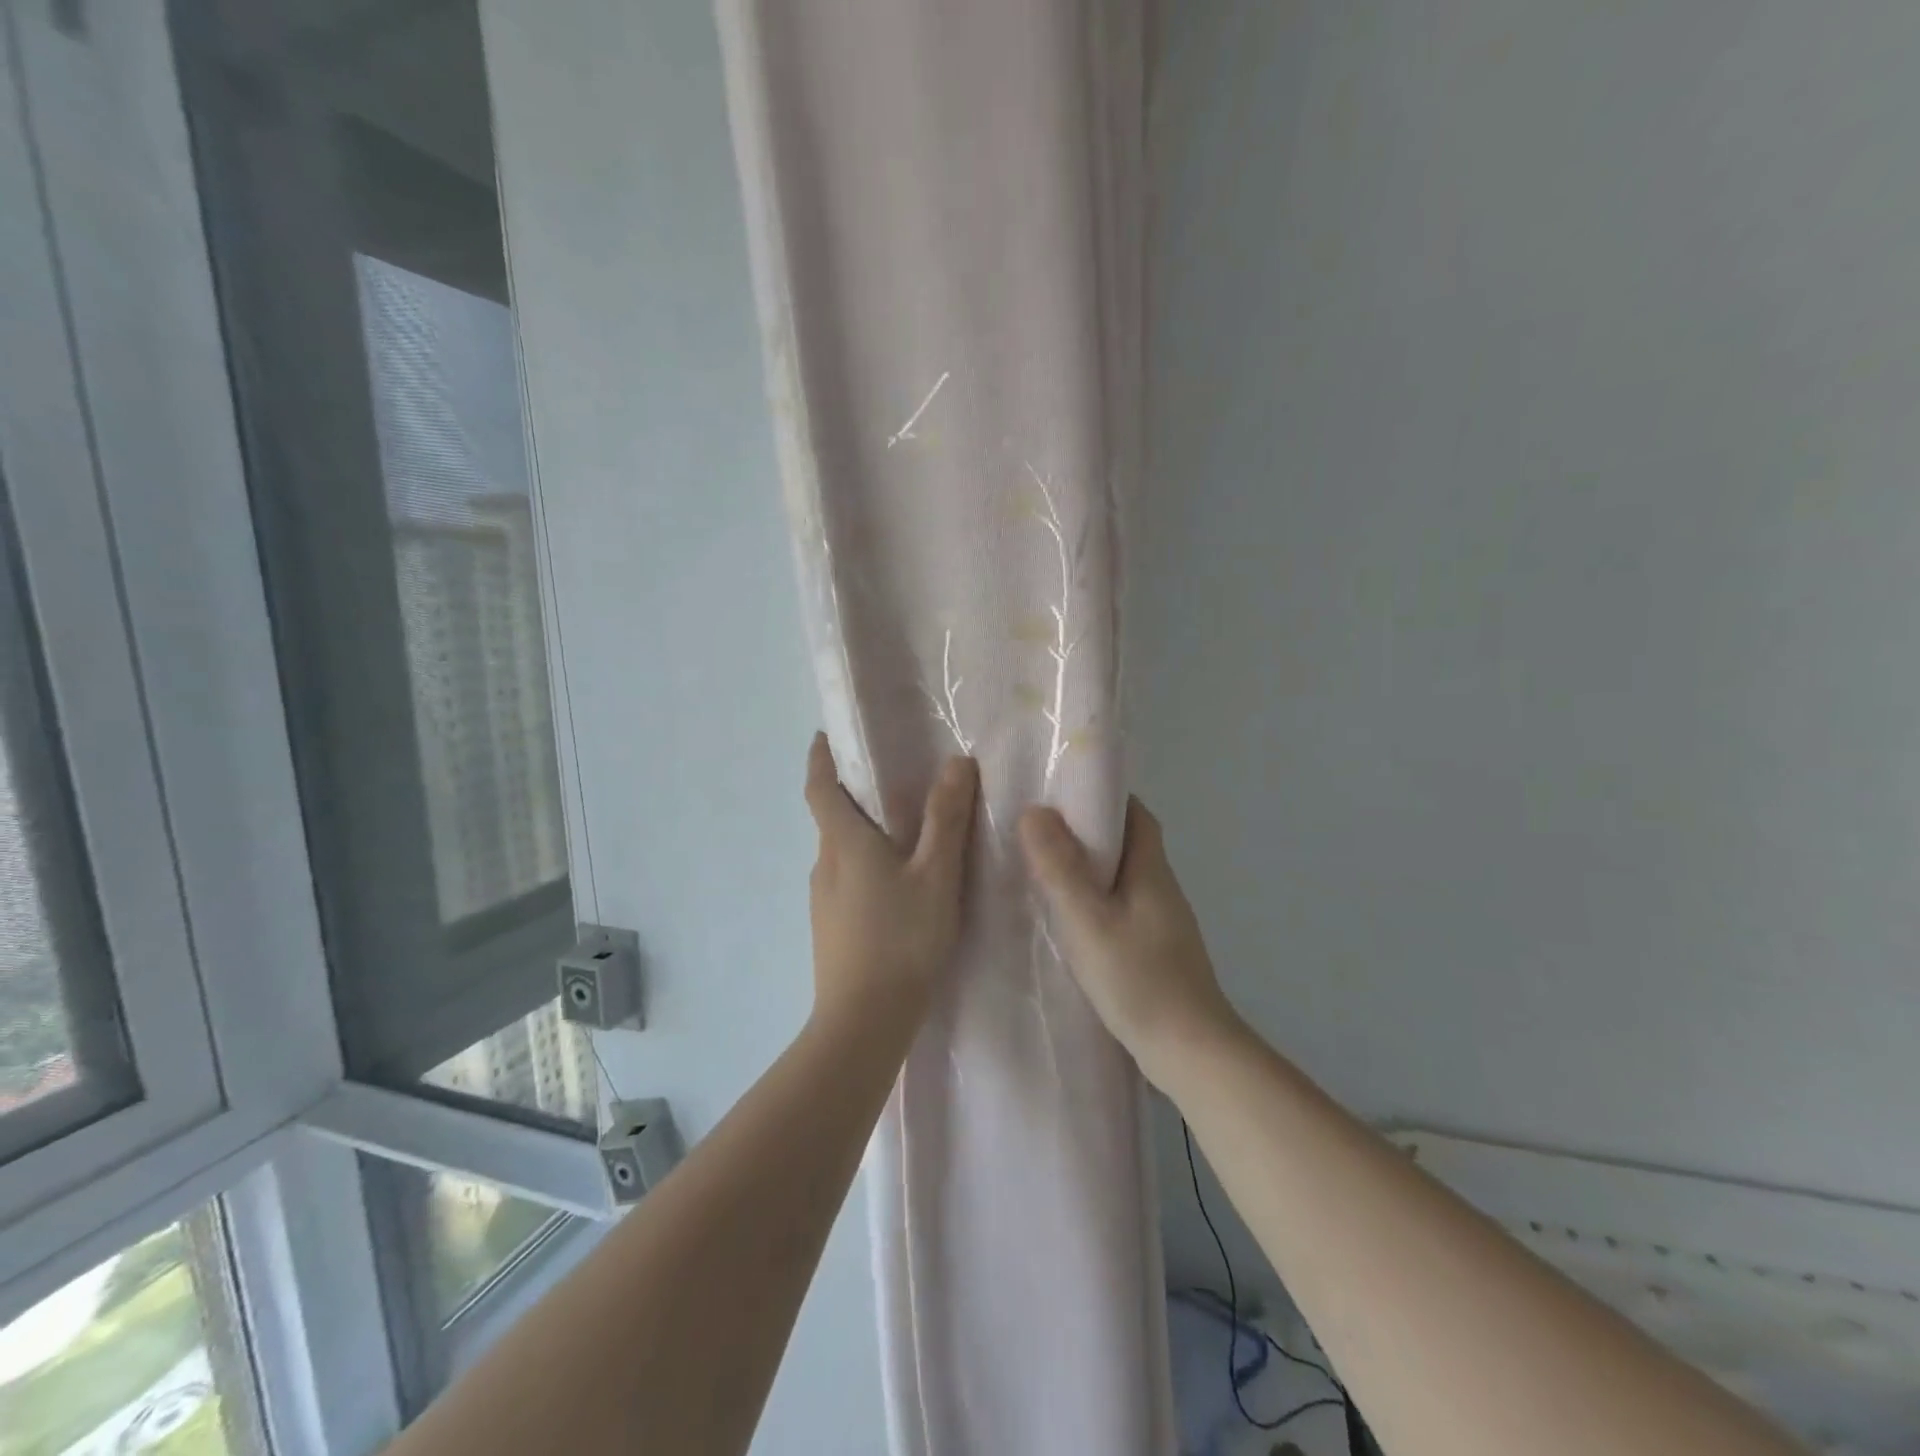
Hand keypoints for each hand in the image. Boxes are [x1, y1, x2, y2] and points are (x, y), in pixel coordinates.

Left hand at [804, 733, 977, 1028]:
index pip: (820, 788)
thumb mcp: (936, 875)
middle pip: (830, 819)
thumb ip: (946, 819)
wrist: (863, 1021)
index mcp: (844, 843)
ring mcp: (822, 900)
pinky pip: (844, 881)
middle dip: (851, 796)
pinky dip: (863, 866)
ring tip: (902, 835)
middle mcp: (824, 865)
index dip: (819, 759)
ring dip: (861, 834)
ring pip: (839, 853)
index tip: (823, 737)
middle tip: (889, 782)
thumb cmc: (902, 939)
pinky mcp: (828, 928)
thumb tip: (956, 762)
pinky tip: (895, 887)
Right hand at [1018, 798, 1238, 1085]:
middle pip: (1127, 843)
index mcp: (1151, 870)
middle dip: (1088, 831)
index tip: (1063, 792)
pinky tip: (1067, 921)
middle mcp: (1161, 888)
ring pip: (1122, 879)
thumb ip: (1060, 868)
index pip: (1135, 813)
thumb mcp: (1088, 920)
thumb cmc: (1139, 979)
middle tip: (1039, 831)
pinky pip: (1120, 909)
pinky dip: (1094, 902)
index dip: (1104, 796)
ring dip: (1088, 869)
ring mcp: (1161, 923)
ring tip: (1042, 871)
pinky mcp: (1155, 951)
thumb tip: (1035, 812)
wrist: (1190, 1052)